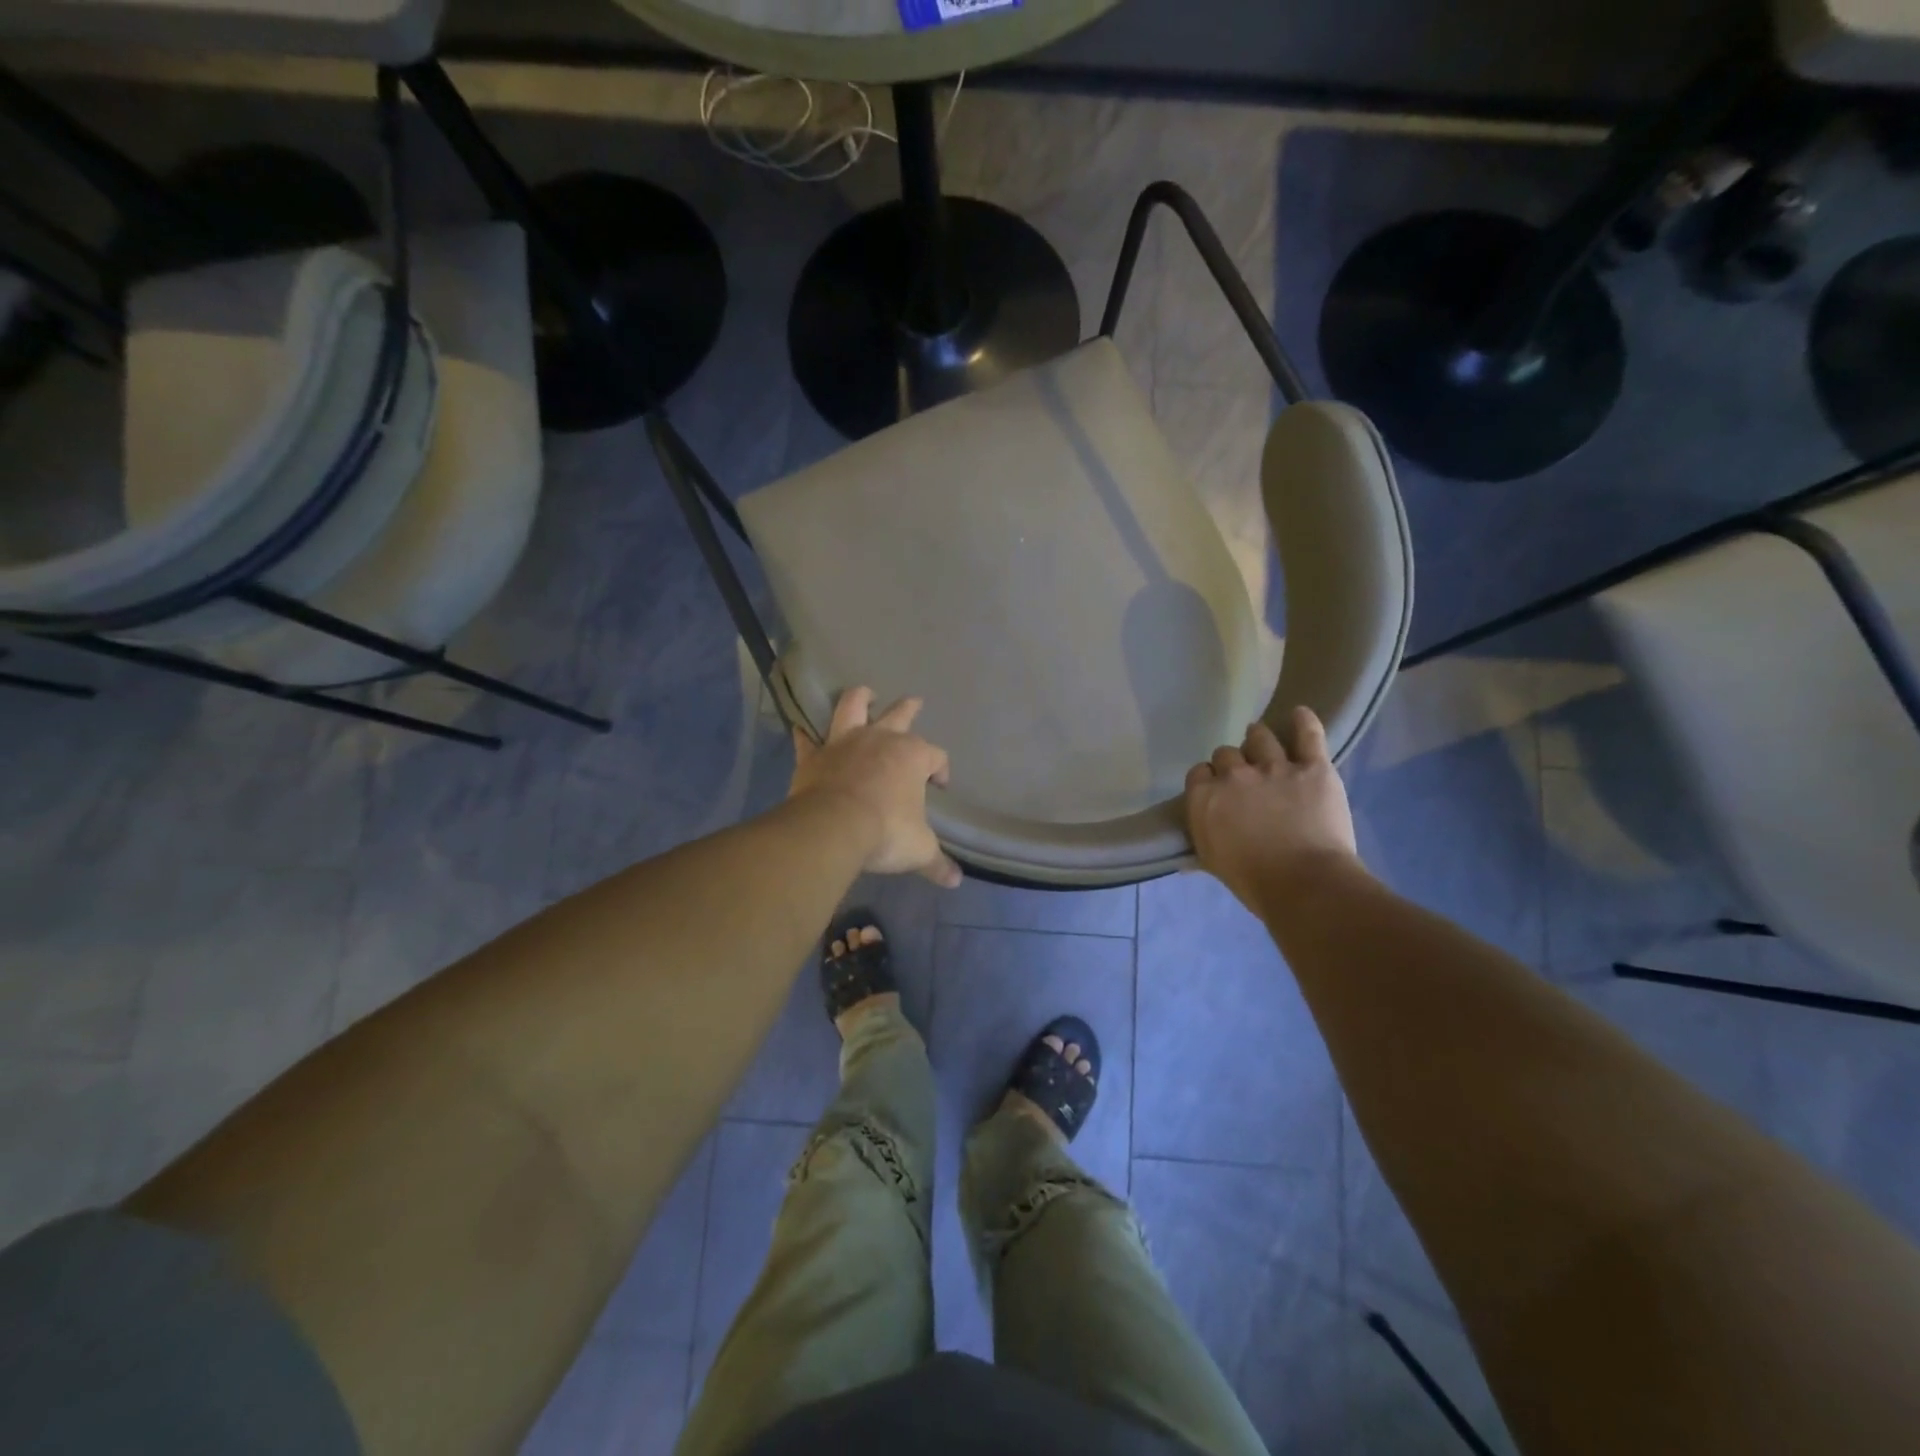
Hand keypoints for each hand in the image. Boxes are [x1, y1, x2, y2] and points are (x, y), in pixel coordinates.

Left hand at [790, 687, 962, 887]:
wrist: (833, 828)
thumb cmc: (886, 832)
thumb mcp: (919, 850)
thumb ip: (937, 862)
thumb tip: (955, 880)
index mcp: (912, 756)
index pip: (936, 756)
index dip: (940, 768)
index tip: (939, 785)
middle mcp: (880, 739)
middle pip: (900, 715)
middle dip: (910, 708)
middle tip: (915, 702)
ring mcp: (844, 743)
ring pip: (852, 706)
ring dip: (860, 697)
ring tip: (865, 693)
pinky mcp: (814, 755)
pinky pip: (807, 739)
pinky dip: (805, 734)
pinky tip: (801, 728)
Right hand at [1184, 707, 1362, 915]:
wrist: (1305, 884)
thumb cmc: (1253, 881)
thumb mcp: (1213, 864)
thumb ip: (1201, 847)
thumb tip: (1184, 860)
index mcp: (1205, 796)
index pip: (1199, 772)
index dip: (1208, 779)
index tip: (1217, 791)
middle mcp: (1234, 774)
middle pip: (1226, 752)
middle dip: (1233, 762)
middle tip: (1244, 777)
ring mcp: (1275, 767)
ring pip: (1260, 737)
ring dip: (1259, 739)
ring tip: (1264, 744)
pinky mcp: (1313, 767)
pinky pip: (1308, 734)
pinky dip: (1304, 721)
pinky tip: (1299, 713)